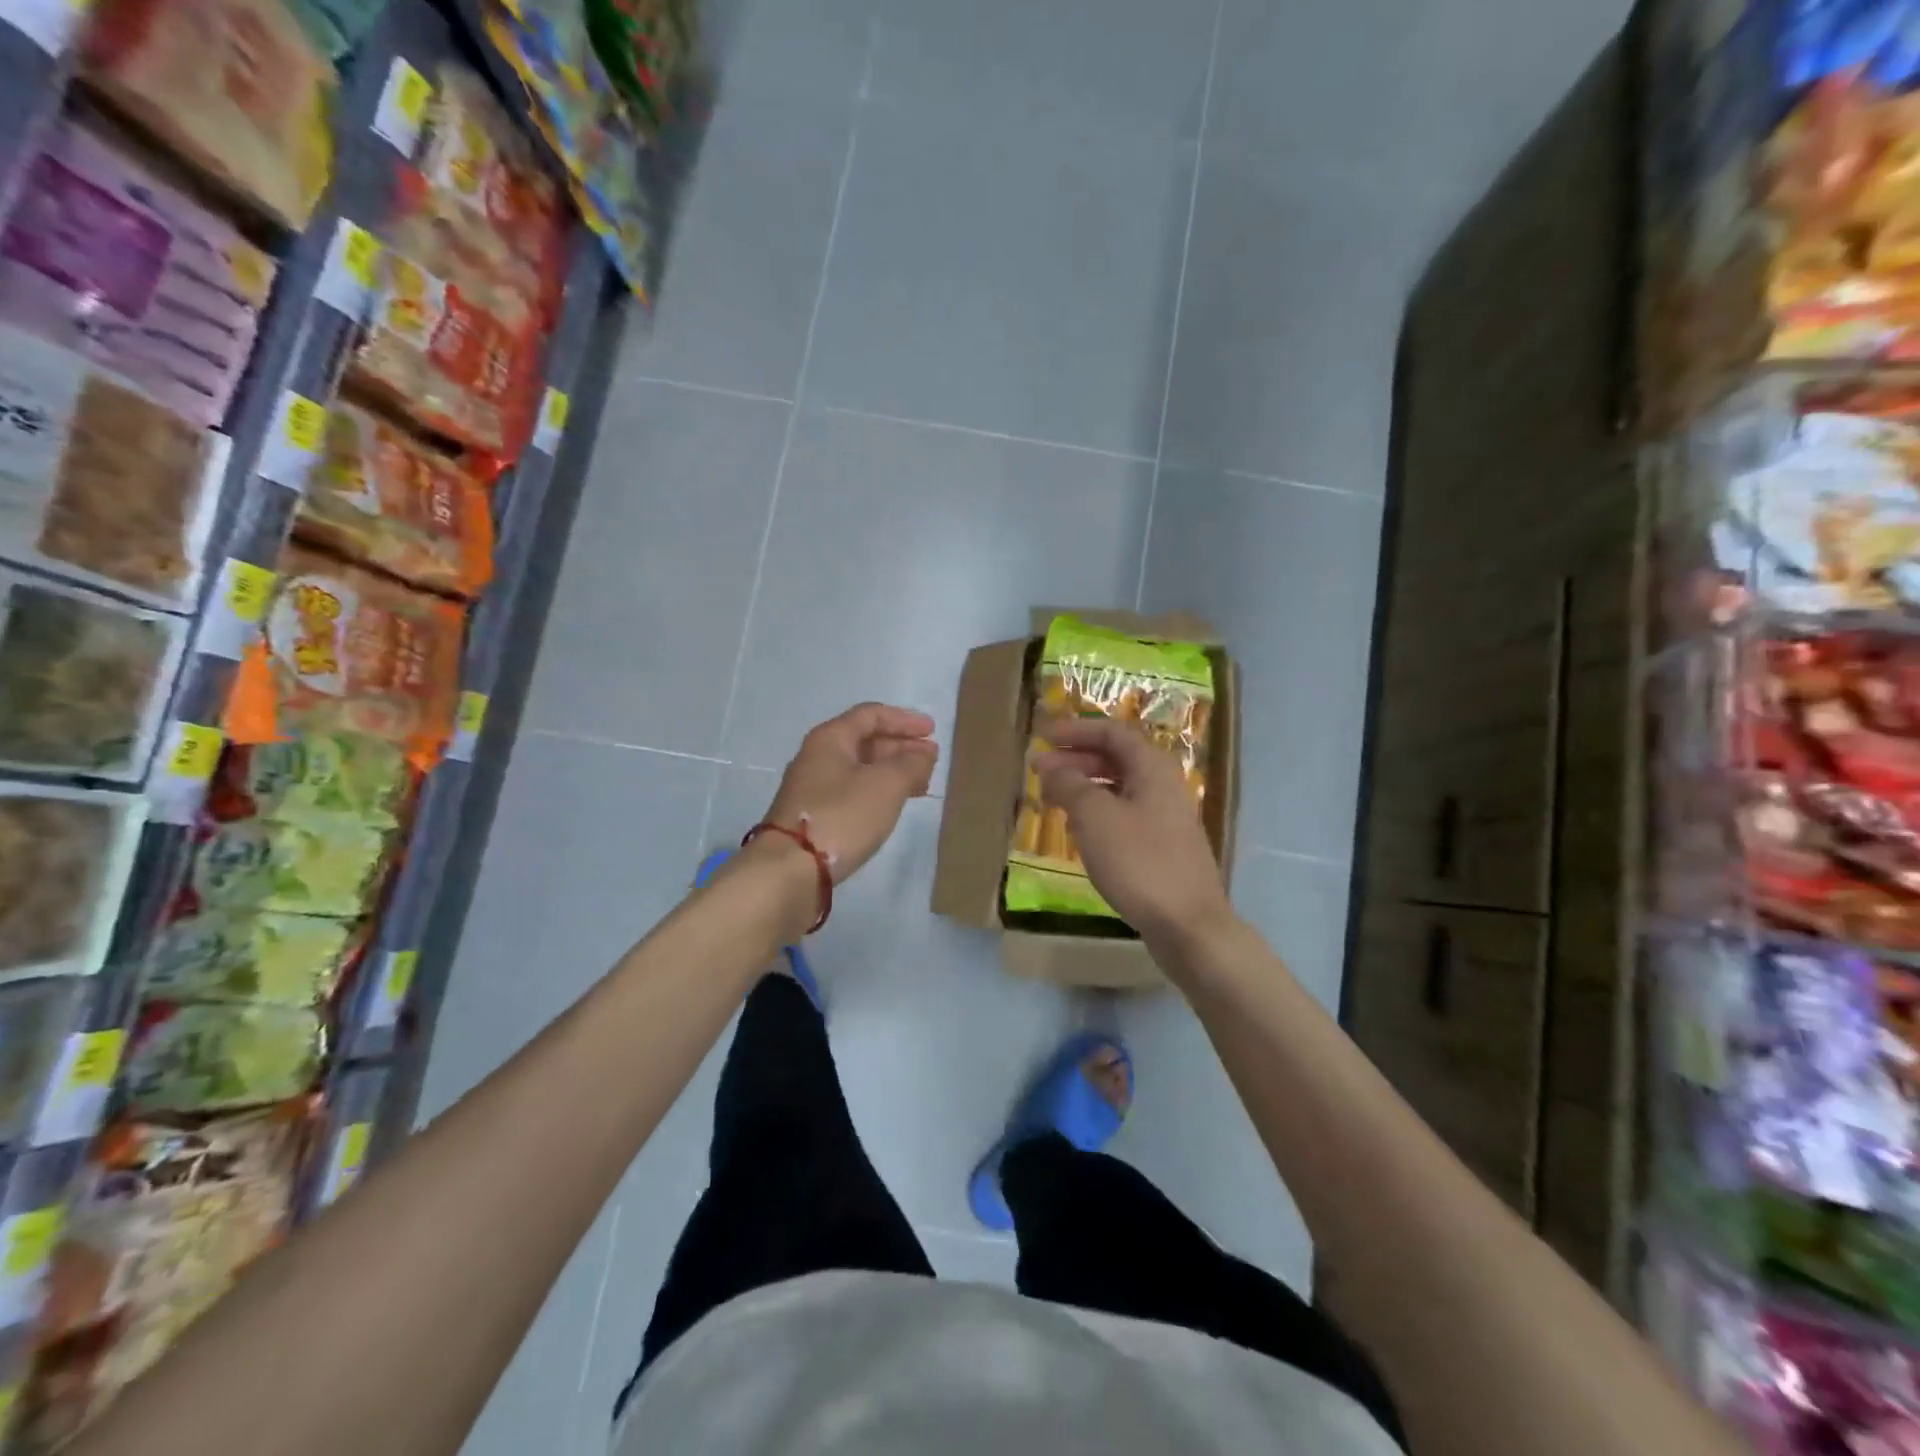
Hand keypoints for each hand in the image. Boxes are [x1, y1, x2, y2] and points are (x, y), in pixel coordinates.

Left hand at [762, 703, 938, 883]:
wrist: (789, 870)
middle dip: (900, 747)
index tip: (932, 731)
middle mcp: (817, 757)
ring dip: (892, 772)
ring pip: (859, 769)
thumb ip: (911, 763)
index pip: (870, 715)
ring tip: (920, 785)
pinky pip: (852, 792)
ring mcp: (812, 788)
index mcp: (830, 739)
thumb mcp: (886, 785)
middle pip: (864, 741)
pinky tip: (892, 807)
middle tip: (930, 760)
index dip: (904, 720)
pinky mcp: (814, 816)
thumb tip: (923, 753)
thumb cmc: (841, 816)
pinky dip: (877, 792)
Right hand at [1032, 716, 1231, 945]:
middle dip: (1075, 760)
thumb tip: (1050, 766)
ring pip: (1119, 789)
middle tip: (1039, 773)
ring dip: (1084, 788)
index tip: (1043, 738)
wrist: (1188, 925)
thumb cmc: (1139, 861)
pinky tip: (1078, 831)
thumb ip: (1069, 784)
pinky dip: (1097, 813)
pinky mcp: (1163, 847)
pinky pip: (1124, 815)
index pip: (1111, 733)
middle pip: (1116, 759)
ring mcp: (1166, 818)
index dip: (1075, 731)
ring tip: (1052, 800)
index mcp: (1152, 768)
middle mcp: (1163, 785)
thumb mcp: (1095, 817)